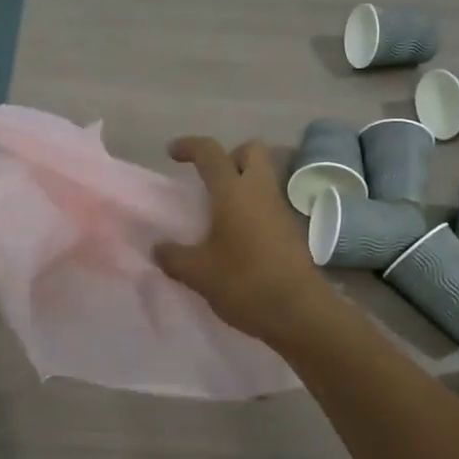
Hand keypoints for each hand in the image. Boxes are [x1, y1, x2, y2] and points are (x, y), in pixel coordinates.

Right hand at [154, 136, 328, 343]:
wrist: (300, 313)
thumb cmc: (244, 283)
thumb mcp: (198, 273)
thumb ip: (174, 256)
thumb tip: (159, 248)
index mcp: (233, 192)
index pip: (210, 153)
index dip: (189, 146)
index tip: (172, 153)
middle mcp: (260, 192)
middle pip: (251, 151)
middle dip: (230, 156)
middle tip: (210, 180)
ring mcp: (281, 210)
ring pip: (263, 178)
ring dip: (242, 184)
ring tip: (219, 212)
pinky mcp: (292, 231)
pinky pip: (269, 204)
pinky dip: (253, 209)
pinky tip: (237, 237)